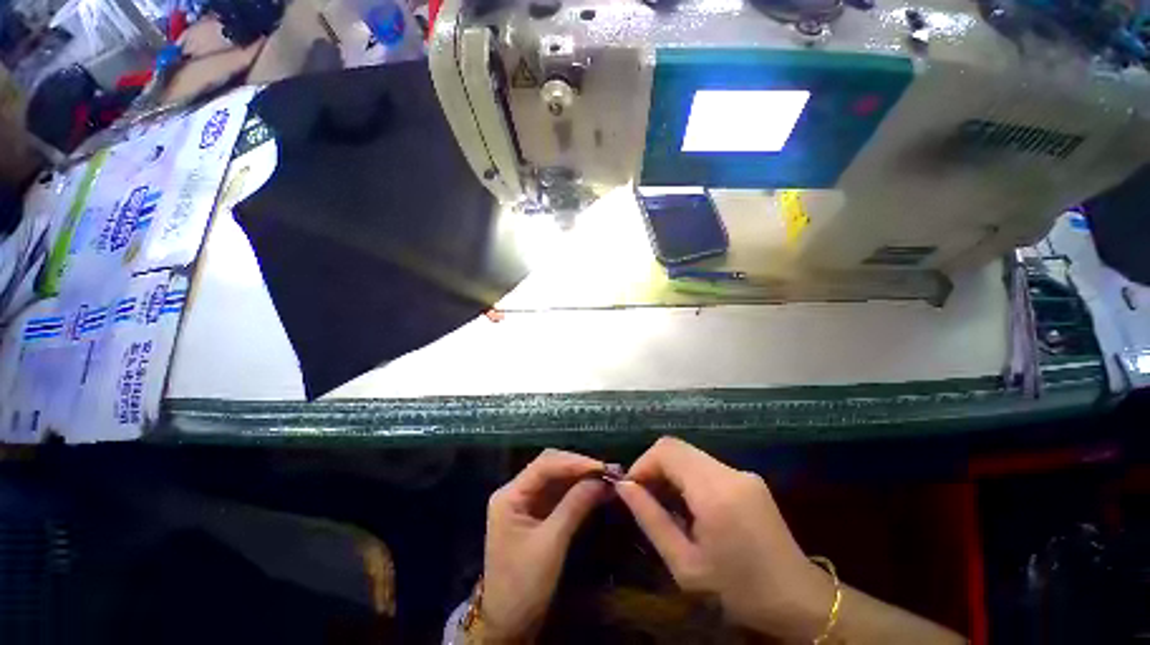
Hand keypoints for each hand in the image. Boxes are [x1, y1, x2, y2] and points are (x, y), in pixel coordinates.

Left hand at [482, 449, 607, 642]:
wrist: (508, 625)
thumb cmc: (523, 585)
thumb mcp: (551, 544)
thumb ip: (575, 506)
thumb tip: (603, 481)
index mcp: (510, 495)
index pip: (544, 465)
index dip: (574, 462)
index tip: (602, 467)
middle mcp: (516, 491)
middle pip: (550, 466)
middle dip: (579, 466)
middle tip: (608, 471)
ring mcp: (526, 502)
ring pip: (556, 478)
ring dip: (581, 476)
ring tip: (607, 477)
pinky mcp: (536, 513)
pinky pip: (559, 493)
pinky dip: (577, 490)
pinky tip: (595, 489)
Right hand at [615, 437, 834, 640]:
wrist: (799, 601)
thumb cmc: (739, 591)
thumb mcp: (685, 564)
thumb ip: (650, 519)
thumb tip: (623, 487)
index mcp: (714, 491)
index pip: (666, 451)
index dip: (642, 464)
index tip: (631, 490)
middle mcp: (729, 472)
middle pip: (676, 447)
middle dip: (653, 467)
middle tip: (644, 497)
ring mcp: (741, 473)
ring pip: (690, 455)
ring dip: (670, 473)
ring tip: (664, 505)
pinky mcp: (748, 479)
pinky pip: (705, 466)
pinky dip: (687, 478)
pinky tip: (689, 507)